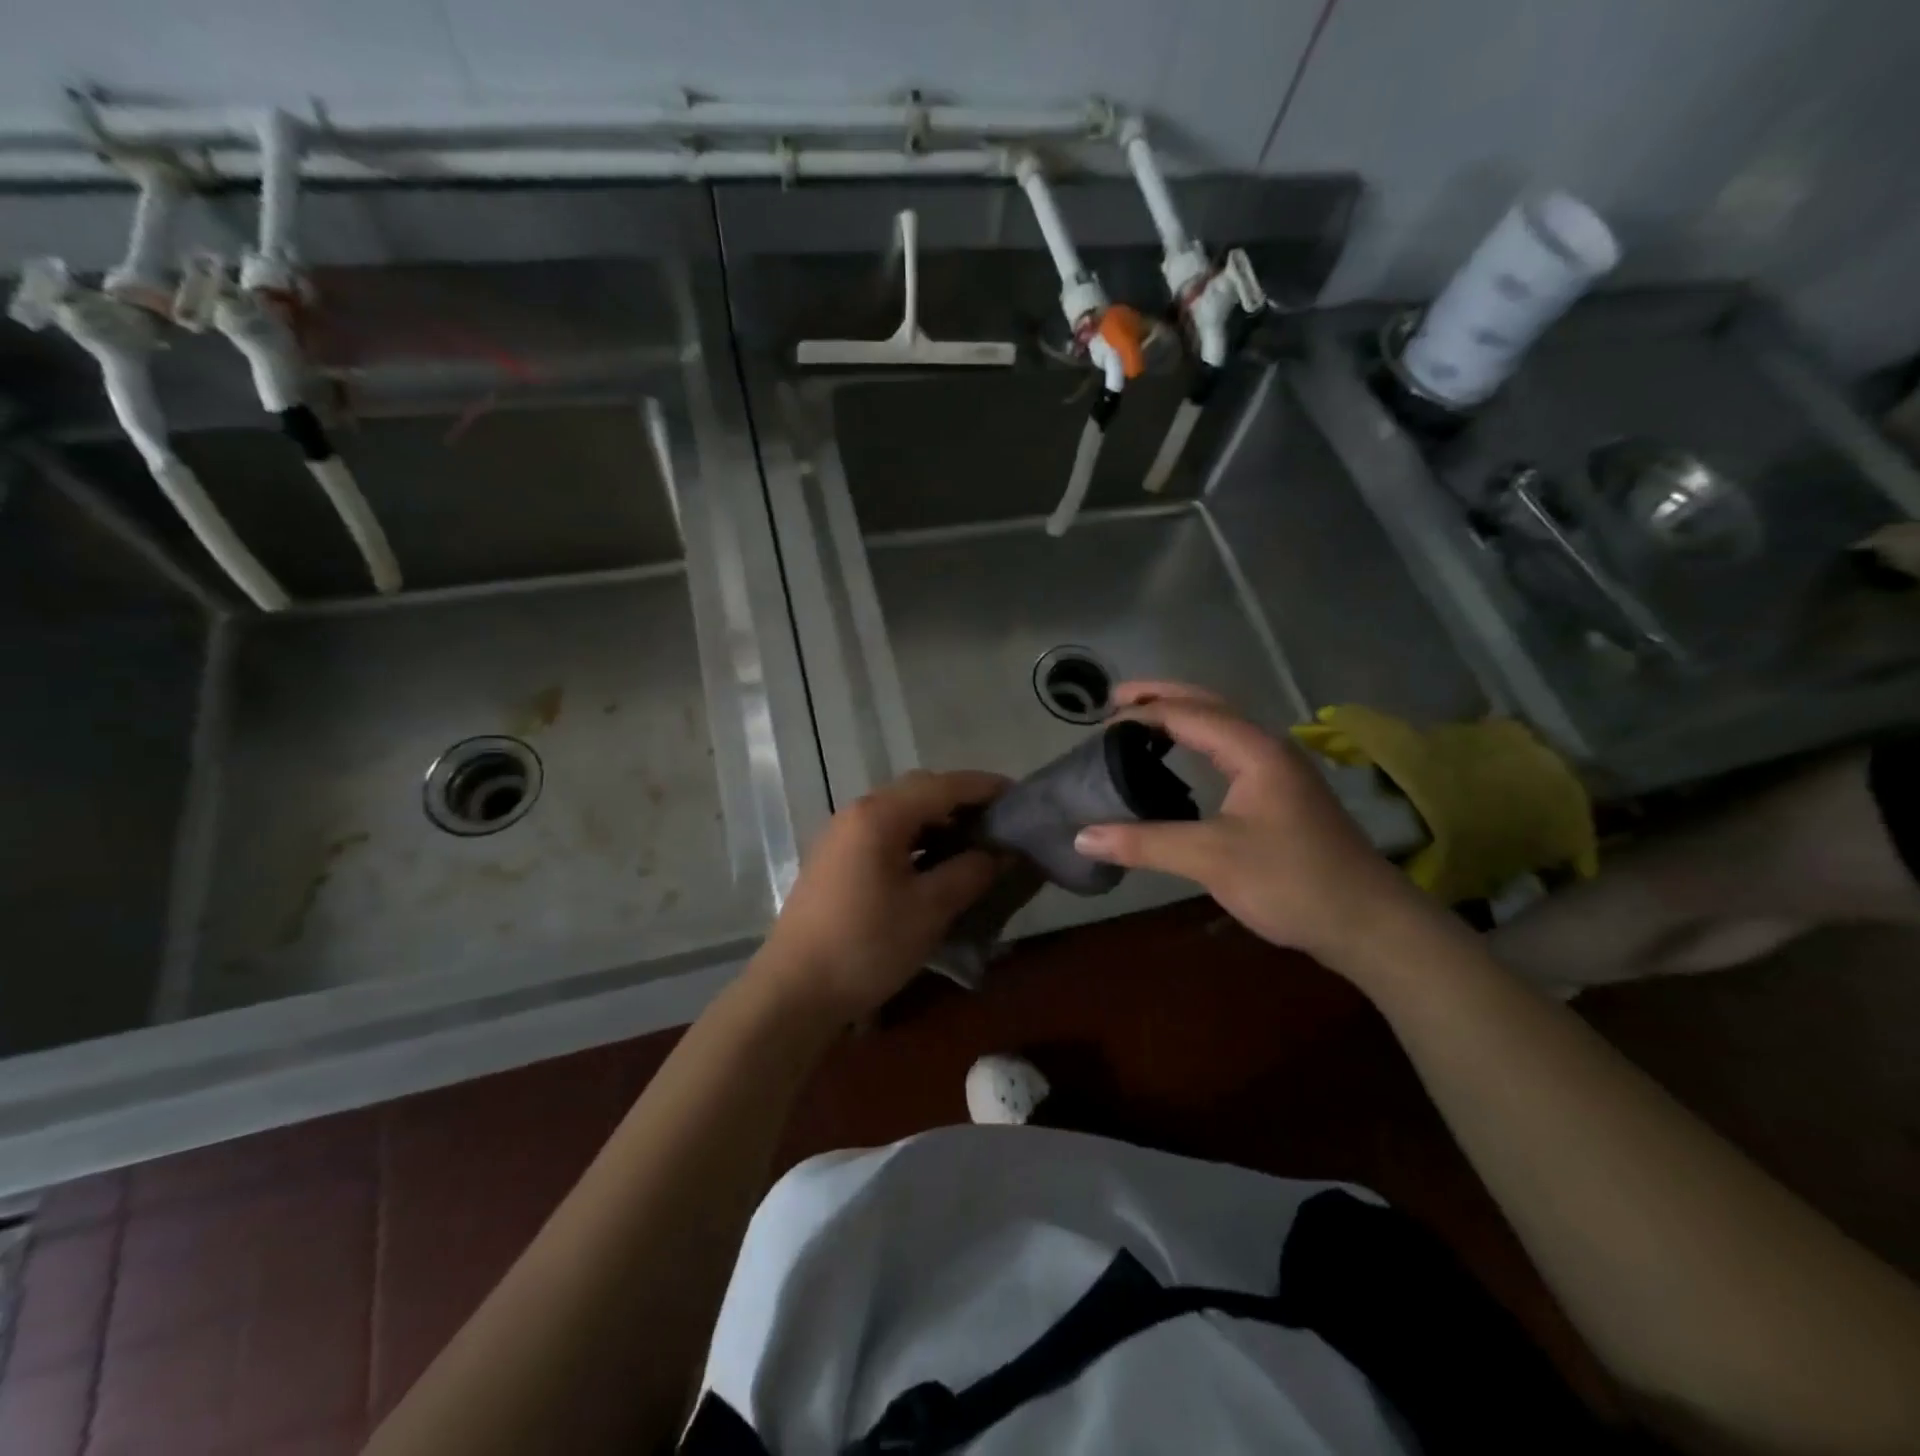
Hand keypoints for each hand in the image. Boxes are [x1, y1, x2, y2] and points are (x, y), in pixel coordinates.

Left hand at [755, 769, 1007, 1020]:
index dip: (984, 787)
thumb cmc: (867, 945)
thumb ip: (971, 872)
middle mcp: (857, 812)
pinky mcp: (835, 858)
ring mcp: (841, 834)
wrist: (794, 991)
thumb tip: (1003, 852)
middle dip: (961, 800)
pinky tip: (934, 861)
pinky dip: (915, 837)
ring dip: (937, 819)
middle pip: (919, 790)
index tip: (1020, 797)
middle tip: (998, 823)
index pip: (943, 785)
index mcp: (880, 815)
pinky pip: (883, 831)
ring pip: (900, 811)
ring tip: (973, 842)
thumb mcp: (930, 909)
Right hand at [1073, 682, 1418, 965]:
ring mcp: (1279, 771)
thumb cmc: (1292, 881)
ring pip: (1222, 727)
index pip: (1188, 714)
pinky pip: (1229, 751)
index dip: (1141, 713)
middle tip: (1114, 699)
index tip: (1098, 725)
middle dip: (1161, 697)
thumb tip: (1082, 837)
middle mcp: (1268, 749)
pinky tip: (1181, 762)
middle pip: (1209, 705)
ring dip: (1181, 717)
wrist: (1368, 923)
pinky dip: (1197, 743)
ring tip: (1139, 721)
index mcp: (1254, 750)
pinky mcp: (1281, 795)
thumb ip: (1145, 843)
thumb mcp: (1212, 859)